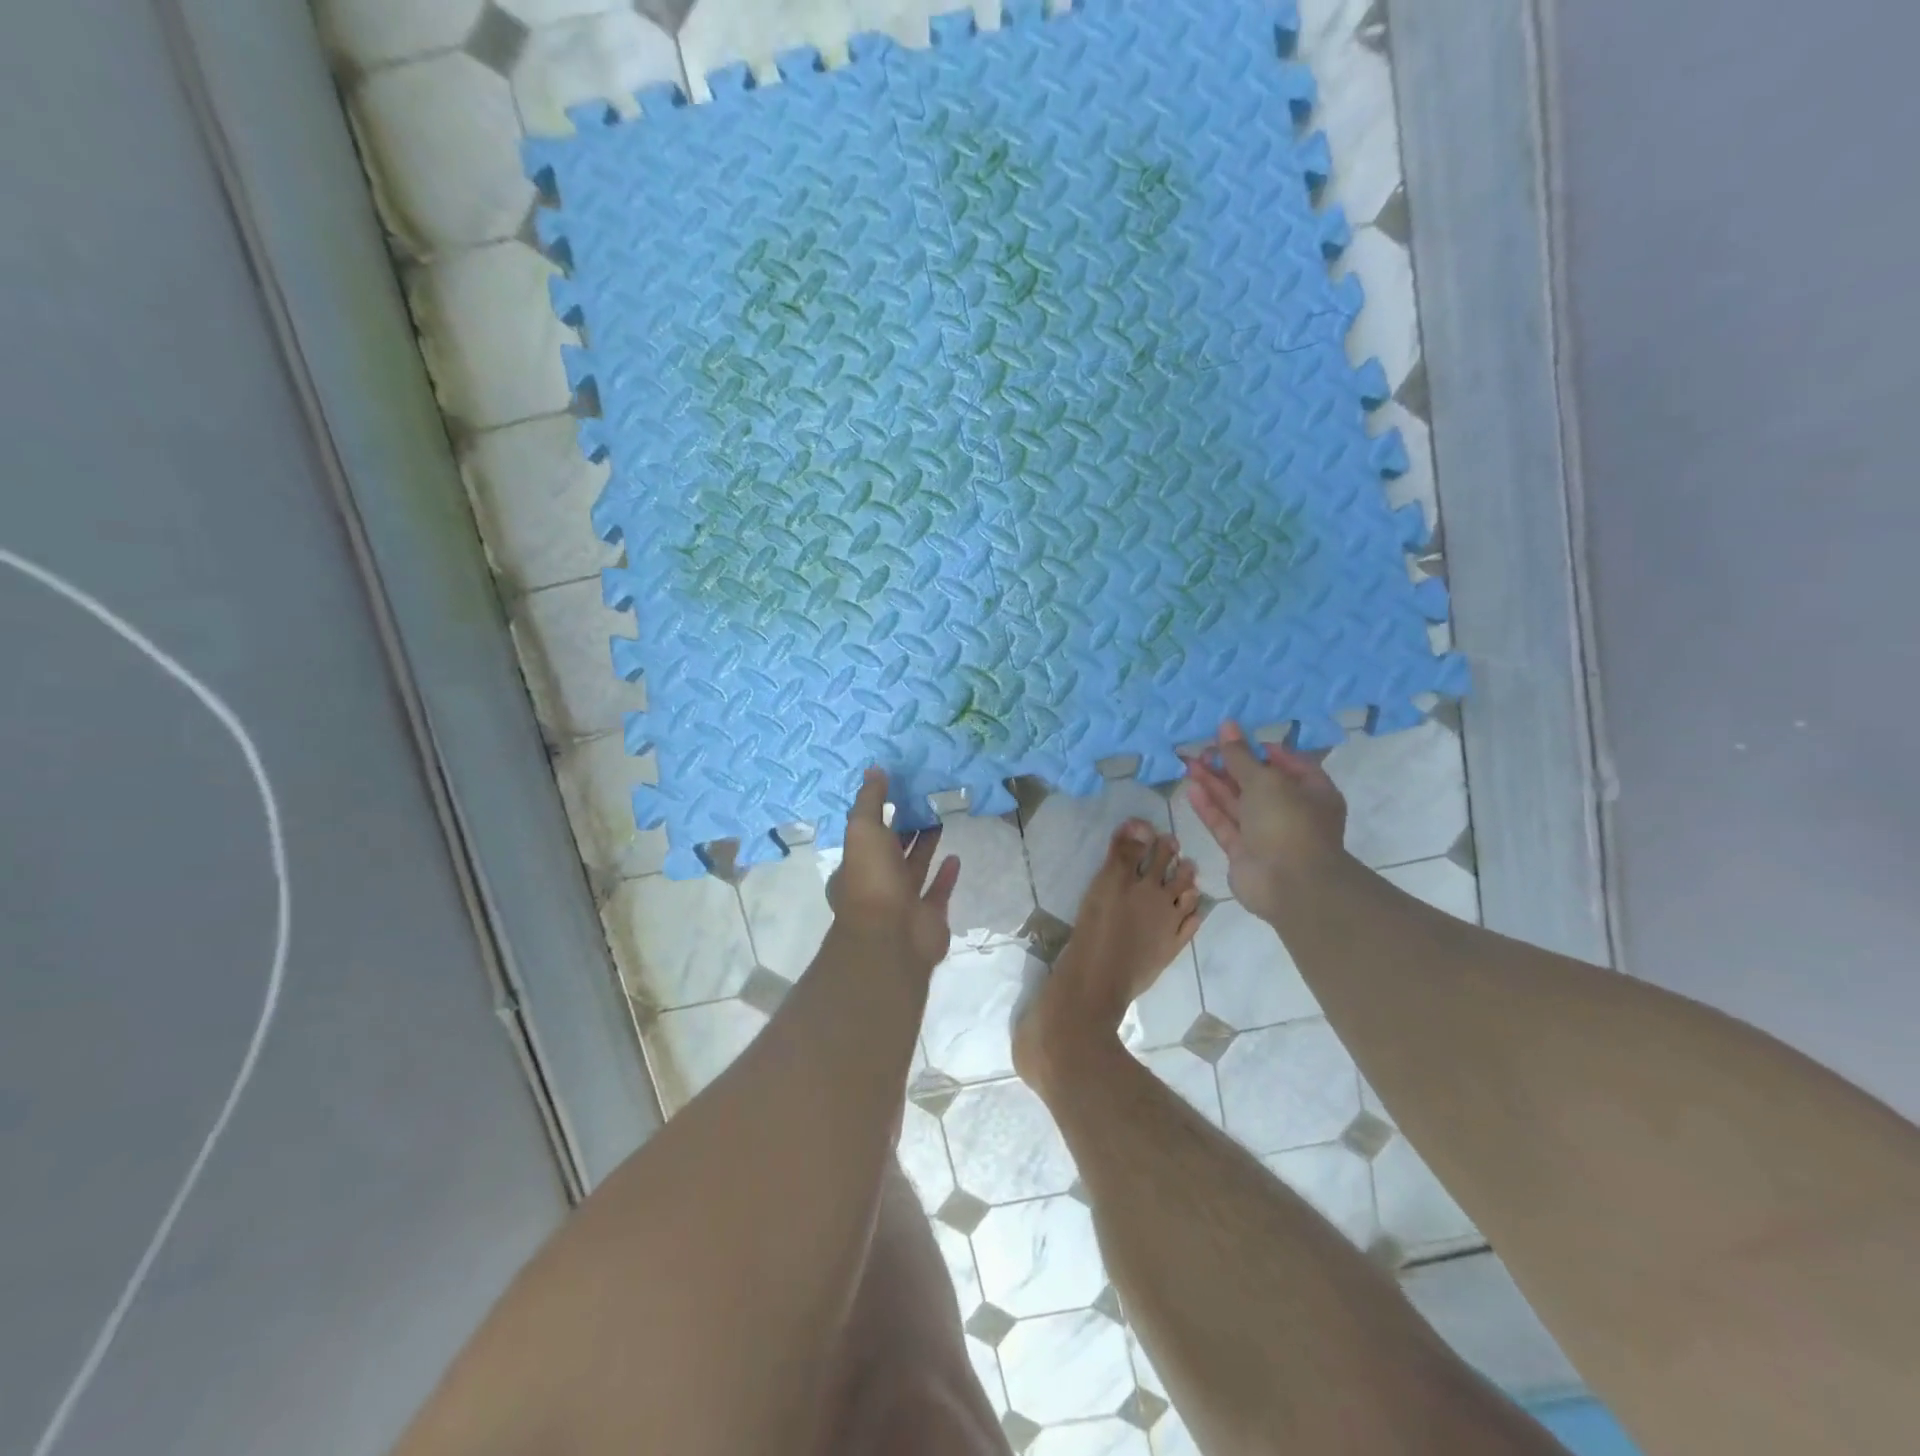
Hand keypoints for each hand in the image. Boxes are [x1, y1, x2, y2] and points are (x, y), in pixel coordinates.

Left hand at [827, 767, 960, 973]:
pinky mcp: (929, 916)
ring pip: (915, 867)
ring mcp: (903, 902)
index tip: (896, 791)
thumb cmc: (872, 880)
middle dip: (904, 827)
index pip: (866, 834)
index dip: (878, 814)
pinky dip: (946, 875)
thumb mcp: (863, 830)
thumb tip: (874, 770)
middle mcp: (877, 883)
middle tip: (923, 801)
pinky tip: (955, 857)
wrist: (892, 938)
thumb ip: (870, 801)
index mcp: (855, 865)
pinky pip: (938, 891)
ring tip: (939, 820)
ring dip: (925, 846)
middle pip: (892, 850)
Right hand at [1182, 720, 1347, 922]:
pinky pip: (1226, 825)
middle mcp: (1291, 812)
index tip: (1235, 738)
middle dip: (1230, 766)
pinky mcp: (1244, 853)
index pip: (1288, 764)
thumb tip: (1227, 725)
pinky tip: (1192, 789)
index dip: (1262, 749)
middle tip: (1203, 749)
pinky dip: (1210, 808)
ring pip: (1237, 804)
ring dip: (1215, 784)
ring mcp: (1267, 835)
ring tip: (1190, 763)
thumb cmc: (1288, 822)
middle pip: (1257, 783)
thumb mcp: (1265, 780)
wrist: (1290, 885)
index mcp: (1312, 792)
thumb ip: (1240, 755)